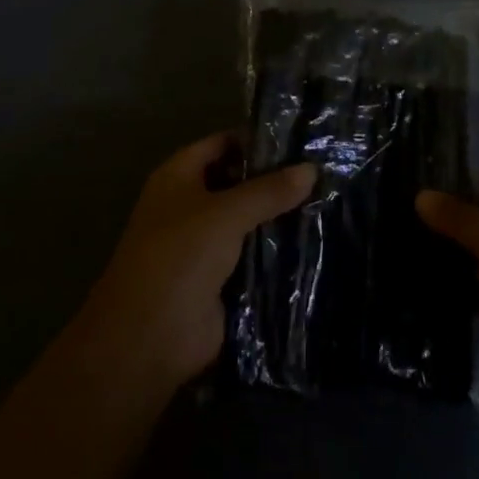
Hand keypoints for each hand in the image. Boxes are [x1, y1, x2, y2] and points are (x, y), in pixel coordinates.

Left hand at [75, 132, 315, 394]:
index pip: (222, 144)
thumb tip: (311, 168)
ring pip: (248, 222)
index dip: (256, 139)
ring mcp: (204, 245)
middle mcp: (189, 206)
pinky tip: (315, 242)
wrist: (149, 338)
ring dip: (279, 217)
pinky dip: (277, 252)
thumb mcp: (225, 214)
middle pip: (237, 183)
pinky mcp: (220, 281)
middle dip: (274, 180)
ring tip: (329, 202)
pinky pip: (253, 257)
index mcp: (178, 177)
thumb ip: (268, 190)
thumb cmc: (178, 257)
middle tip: (323, 171)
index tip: (300, 139)